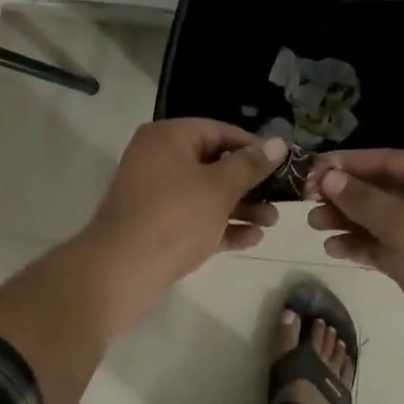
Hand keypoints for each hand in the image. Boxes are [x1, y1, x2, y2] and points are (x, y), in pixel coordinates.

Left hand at [75, 119, 286, 337]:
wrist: (120, 273)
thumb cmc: (174, 218)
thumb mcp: (219, 188)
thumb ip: (250, 165)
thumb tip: (279, 142)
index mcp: (168, 138)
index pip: (218, 130)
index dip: (252, 146)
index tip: (282, 162)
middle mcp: (158, 159)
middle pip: (213, 163)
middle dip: (249, 182)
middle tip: (281, 196)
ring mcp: (155, 195)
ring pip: (206, 194)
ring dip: (240, 206)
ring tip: (272, 221)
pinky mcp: (157, 226)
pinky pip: (195, 218)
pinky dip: (221, 226)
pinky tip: (252, 238)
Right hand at [304, 150, 403, 374]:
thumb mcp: (403, 225)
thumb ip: (362, 199)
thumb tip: (329, 177)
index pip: (390, 159)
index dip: (349, 163)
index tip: (312, 169)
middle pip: (384, 188)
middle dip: (346, 194)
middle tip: (307, 200)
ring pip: (383, 218)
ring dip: (349, 220)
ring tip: (314, 225)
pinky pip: (387, 244)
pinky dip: (362, 245)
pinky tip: (334, 249)